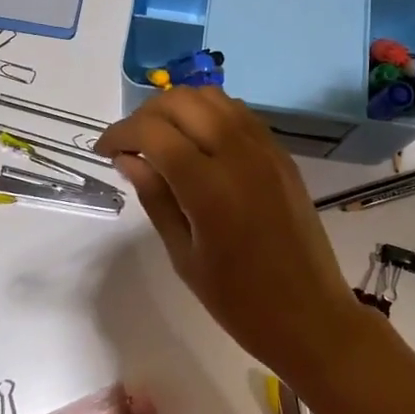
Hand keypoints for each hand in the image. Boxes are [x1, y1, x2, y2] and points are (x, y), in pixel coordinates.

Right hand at [97, 88, 363, 381]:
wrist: (311, 316)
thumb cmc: (240, 301)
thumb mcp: (184, 256)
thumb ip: (155, 198)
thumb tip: (127, 158)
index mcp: (210, 187)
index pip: (154, 132)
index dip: (121, 133)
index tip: (103, 151)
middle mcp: (239, 154)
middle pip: (182, 101)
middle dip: (146, 114)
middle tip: (130, 144)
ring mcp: (265, 149)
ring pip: (213, 97)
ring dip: (179, 107)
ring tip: (161, 138)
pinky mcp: (281, 153)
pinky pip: (238, 113)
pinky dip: (209, 113)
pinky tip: (198, 141)